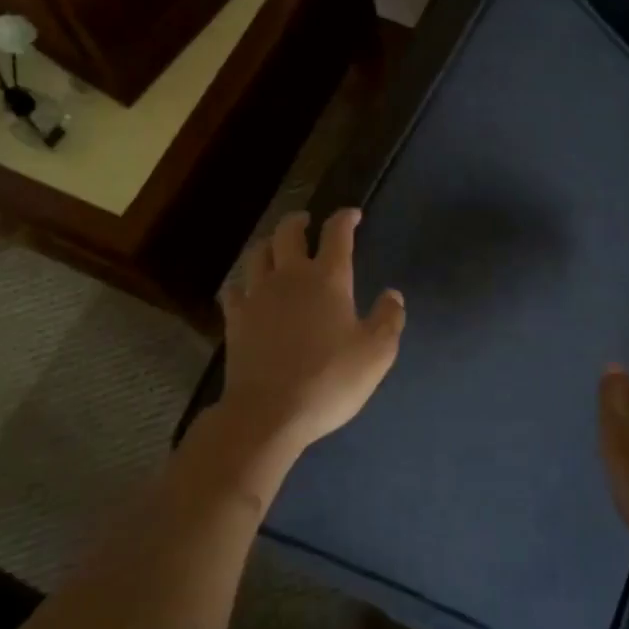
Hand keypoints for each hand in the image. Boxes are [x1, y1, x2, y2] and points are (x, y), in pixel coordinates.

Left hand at [211, 208, 405, 471]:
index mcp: (327, 279)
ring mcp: (257, 296)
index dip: (345, 219)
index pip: (336, 234)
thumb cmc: (329, 380)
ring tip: (275, 248)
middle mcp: (289, 276)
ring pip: (257, 254)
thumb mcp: (376, 353)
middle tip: (306, 222)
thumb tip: (393, 295)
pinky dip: (243, 282)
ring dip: (269, 244)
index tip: (352, 215)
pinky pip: (234, 289)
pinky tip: (247, 290)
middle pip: (288, 232)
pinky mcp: (235, 320)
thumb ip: (388, 319)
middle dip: (298, 221)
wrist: (269, 413)